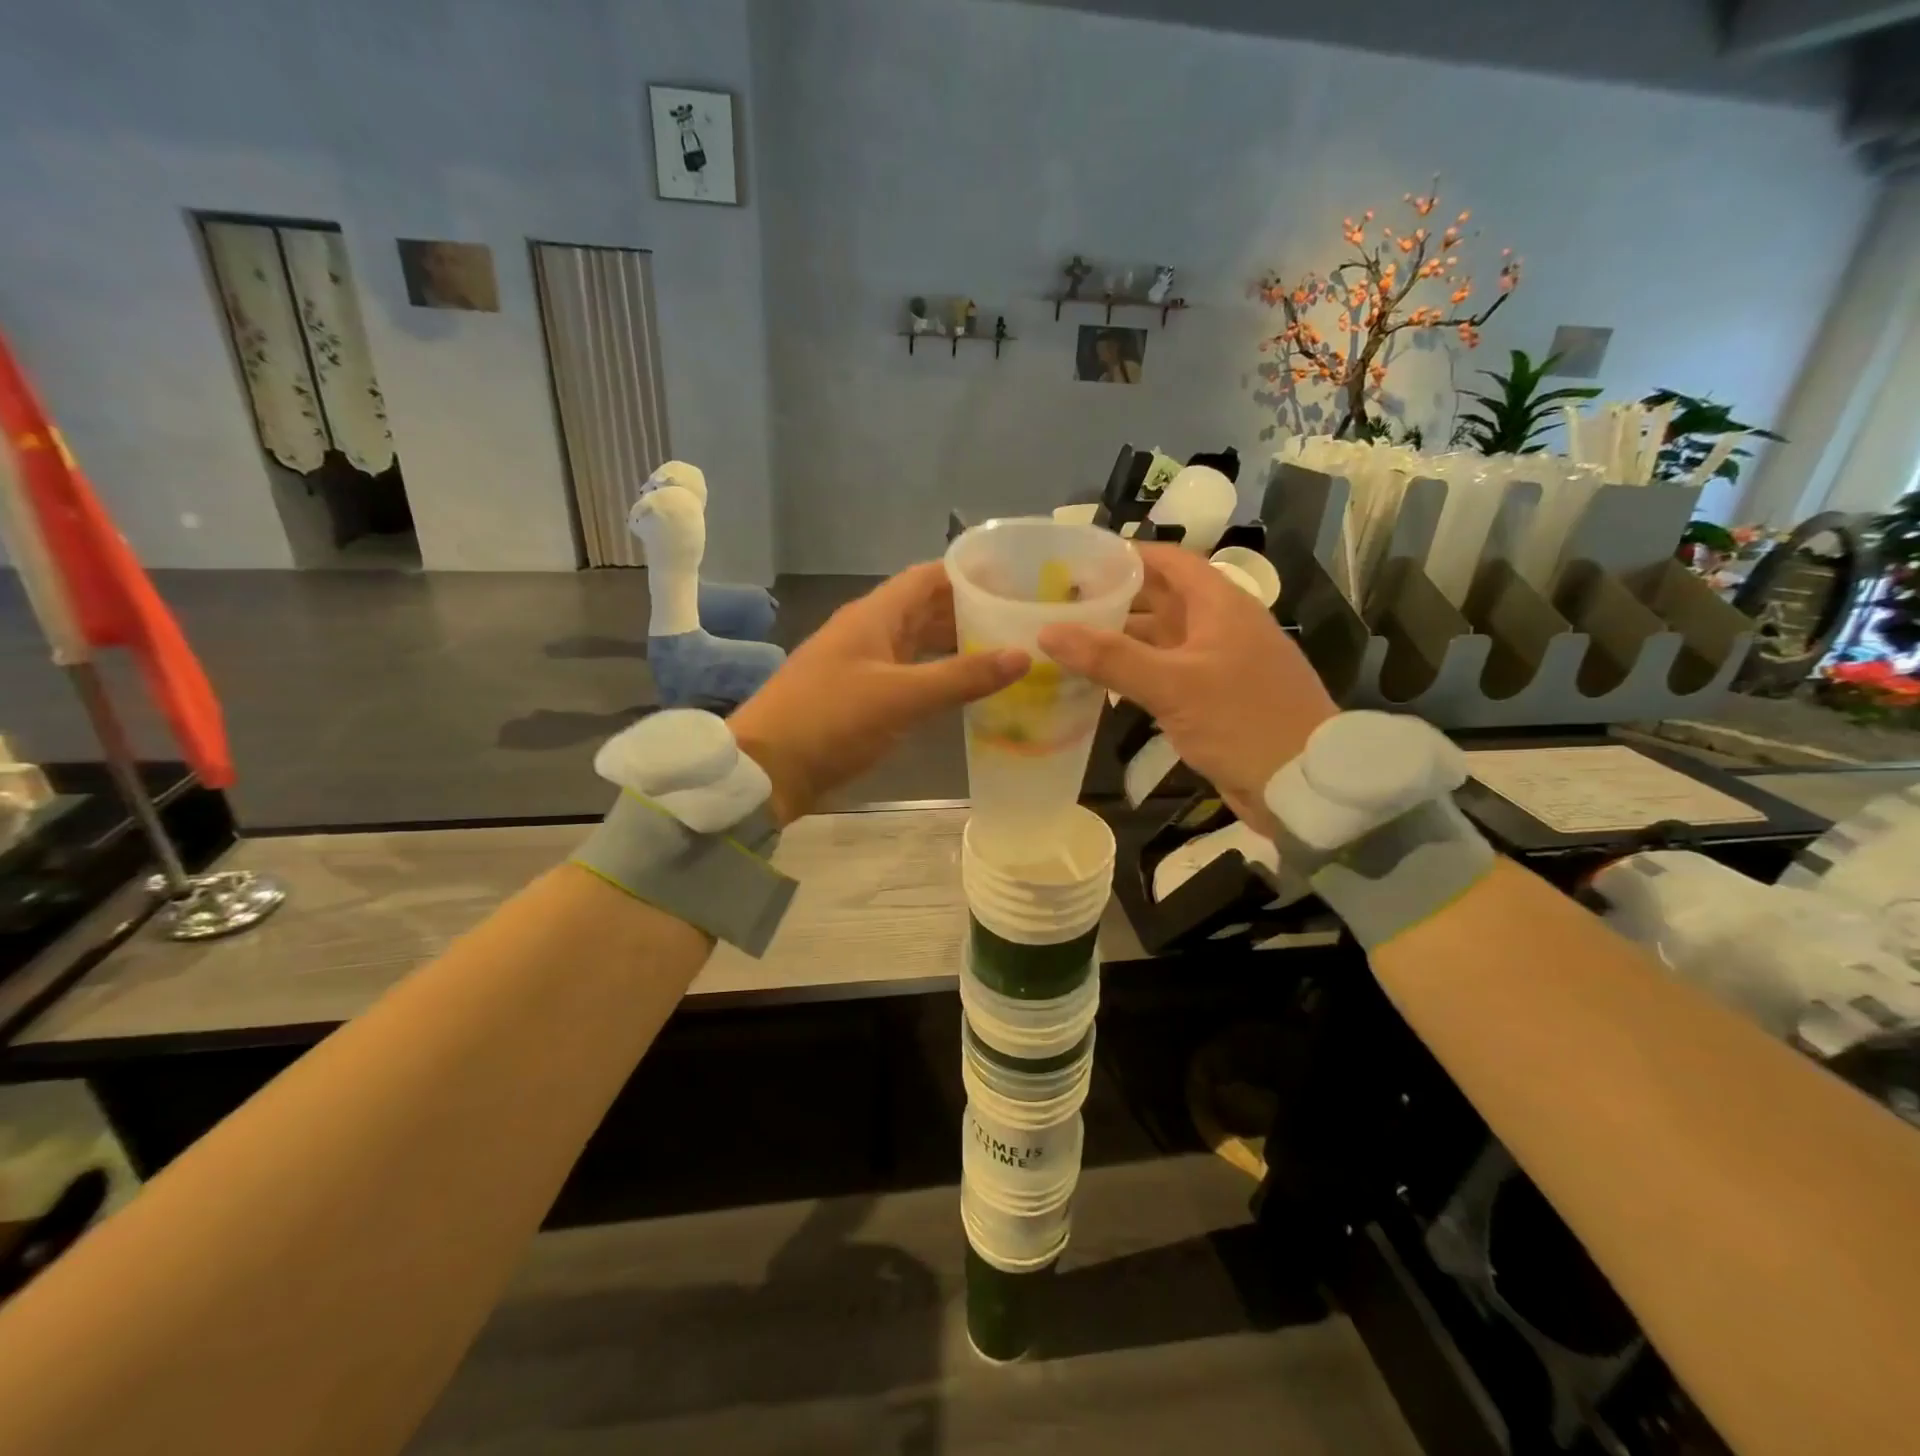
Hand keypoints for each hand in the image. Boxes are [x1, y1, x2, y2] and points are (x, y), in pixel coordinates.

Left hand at [729, 562, 1027, 823]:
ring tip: (1005, 653)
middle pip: (927, 610)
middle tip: (1021, 622)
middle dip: (971, 612)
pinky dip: (938, 677)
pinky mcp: (862, 698)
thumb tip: (1023, 655)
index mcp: (874, 615)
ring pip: (919, 645)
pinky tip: (967, 691)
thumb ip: (962, 676)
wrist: (768, 768)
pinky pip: (910, 676)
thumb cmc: (832, 719)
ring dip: (956, 646)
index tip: (1016, 580)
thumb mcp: (901, 696)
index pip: (929, 577)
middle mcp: (870, 632)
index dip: (969, 574)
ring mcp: (864, 665)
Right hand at [1038, 543, 1335, 830]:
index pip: (1170, 562)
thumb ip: (1110, 658)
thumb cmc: (1243, 720)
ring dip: (1120, 640)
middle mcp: (1219, 627)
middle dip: (1115, 599)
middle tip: (1061, 603)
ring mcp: (1217, 664)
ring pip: (1160, 640)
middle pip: (1161, 600)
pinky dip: (1135, 674)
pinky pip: (1166, 674)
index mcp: (1220, 606)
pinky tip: (1101, 685)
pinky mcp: (1213, 699)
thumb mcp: (1173, 685)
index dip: (1128, 556)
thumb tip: (1048, 632)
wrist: (1302, 784)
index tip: (1080, 560)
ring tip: (1069, 641)